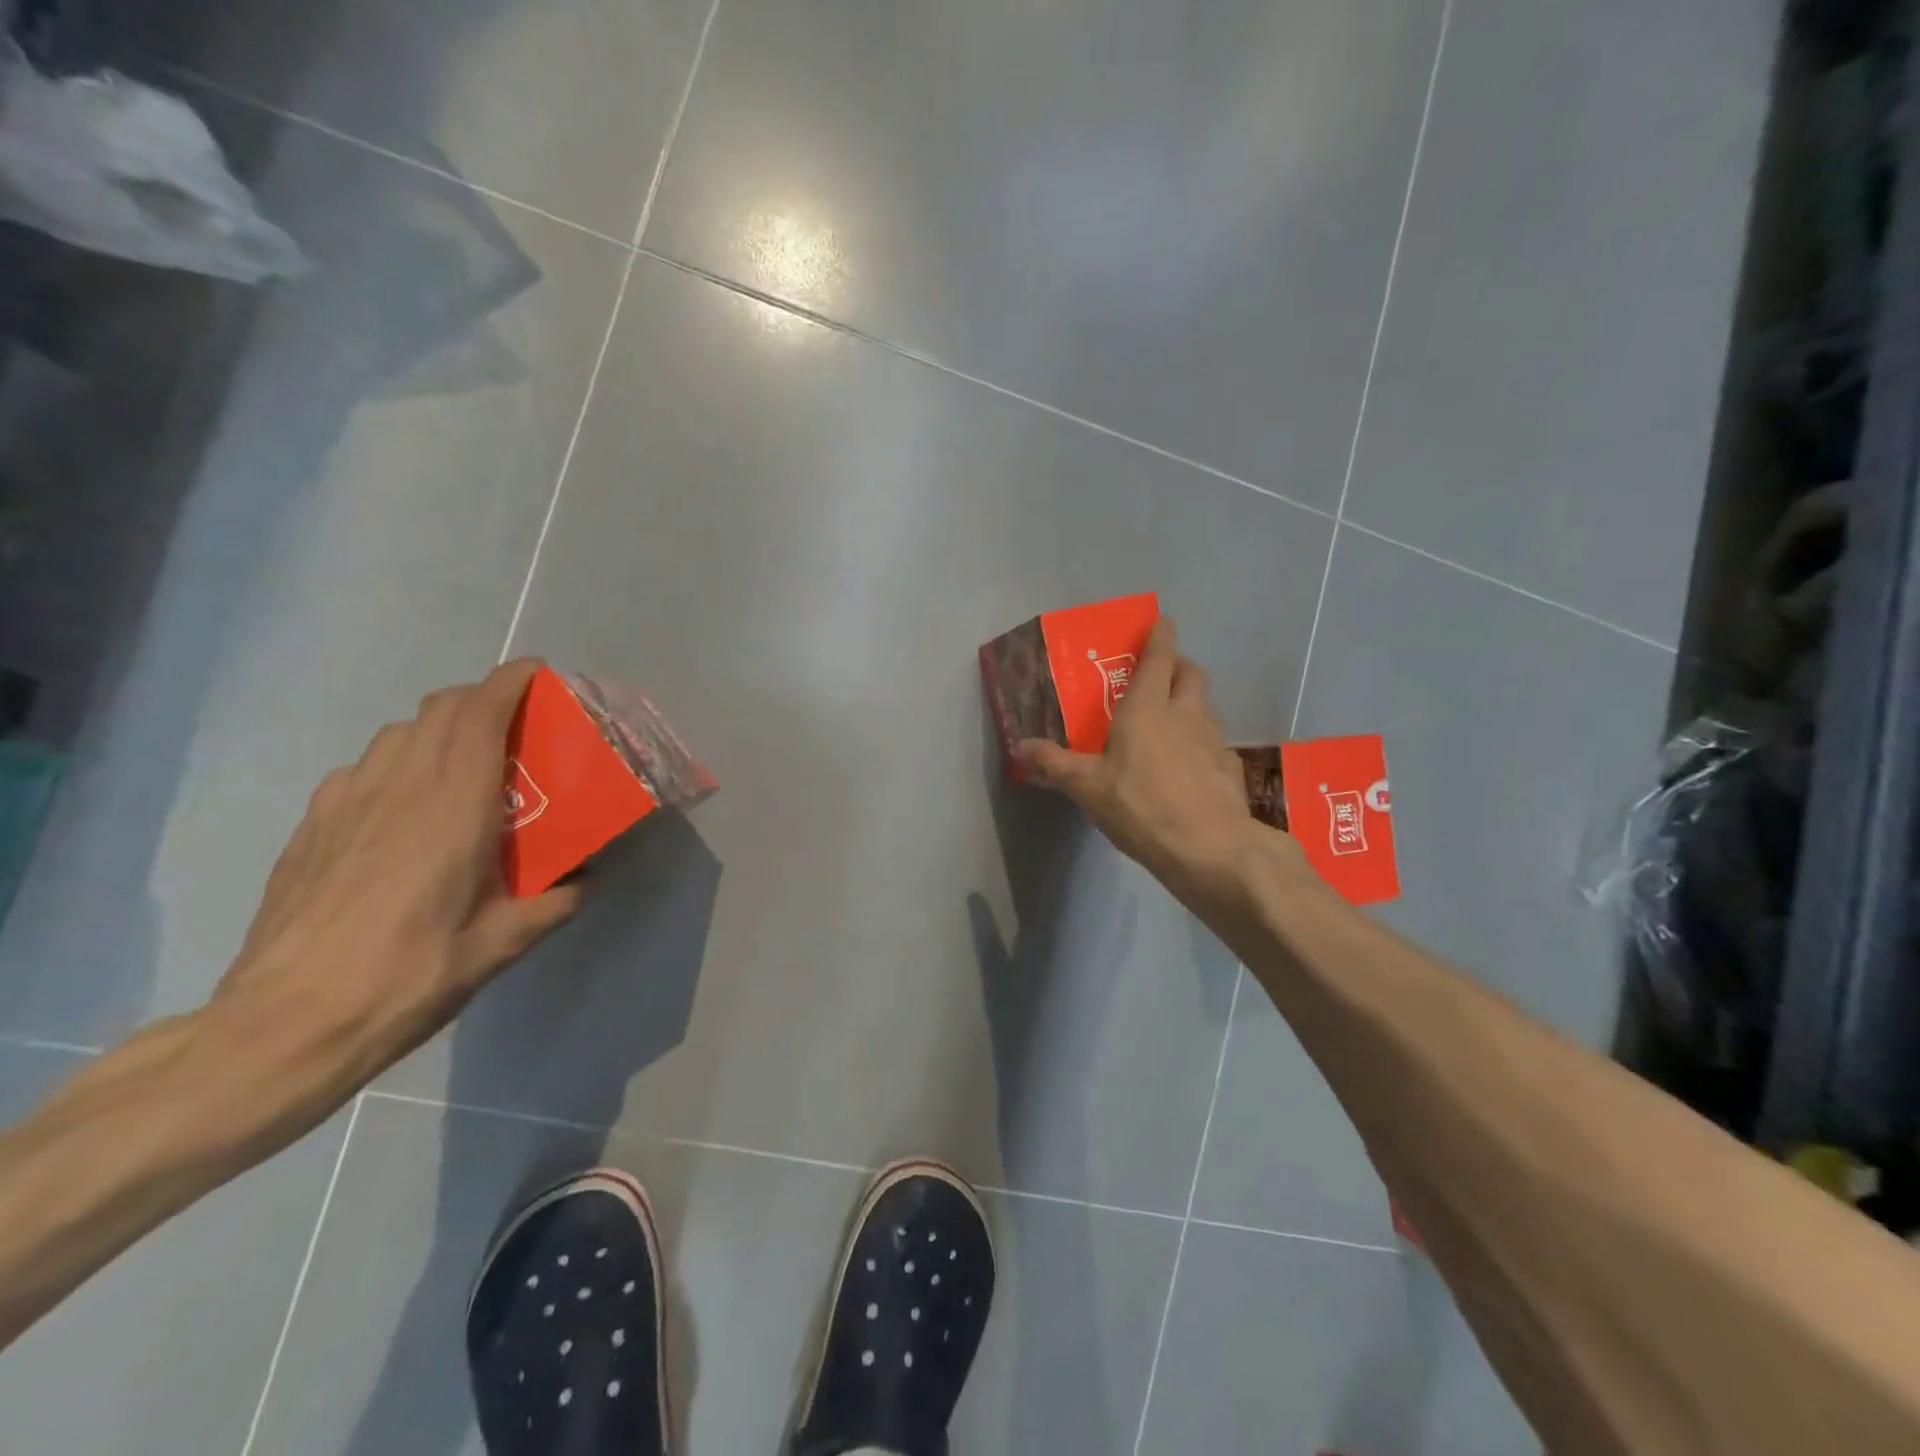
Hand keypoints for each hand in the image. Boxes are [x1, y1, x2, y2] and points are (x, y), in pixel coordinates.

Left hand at [219, 658, 580, 1083]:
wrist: (287, 1024)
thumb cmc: (411, 976)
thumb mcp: (504, 945)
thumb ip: (556, 901)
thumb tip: (586, 878)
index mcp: (453, 808)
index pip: (479, 715)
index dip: (508, 682)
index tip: (537, 674)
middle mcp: (398, 789)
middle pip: (438, 711)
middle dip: (480, 699)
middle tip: (516, 723)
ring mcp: (346, 804)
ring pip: (398, 734)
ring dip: (439, 728)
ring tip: (465, 762)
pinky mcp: (313, 827)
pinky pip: (363, 768)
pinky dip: (396, 763)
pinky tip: (404, 806)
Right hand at [1015, 619, 1300, 907]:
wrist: (1210, 848)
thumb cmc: (1141, 806)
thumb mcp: (1087, 787)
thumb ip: (1054, 764)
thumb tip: (1019, 746)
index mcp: (1148, 709)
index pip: (1159, 658)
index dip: (1161, 635)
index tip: (1162, 621)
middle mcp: (1185, 715)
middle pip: (1192, 673)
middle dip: (1179, 664)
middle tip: (1162, 674)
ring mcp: (1214, 740)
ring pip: (1206, 706)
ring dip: (1192, 702)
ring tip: (1173, 722)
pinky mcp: (1230, 769)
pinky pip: (1216, 743)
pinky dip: (1203, 743)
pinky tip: (1191, 766)